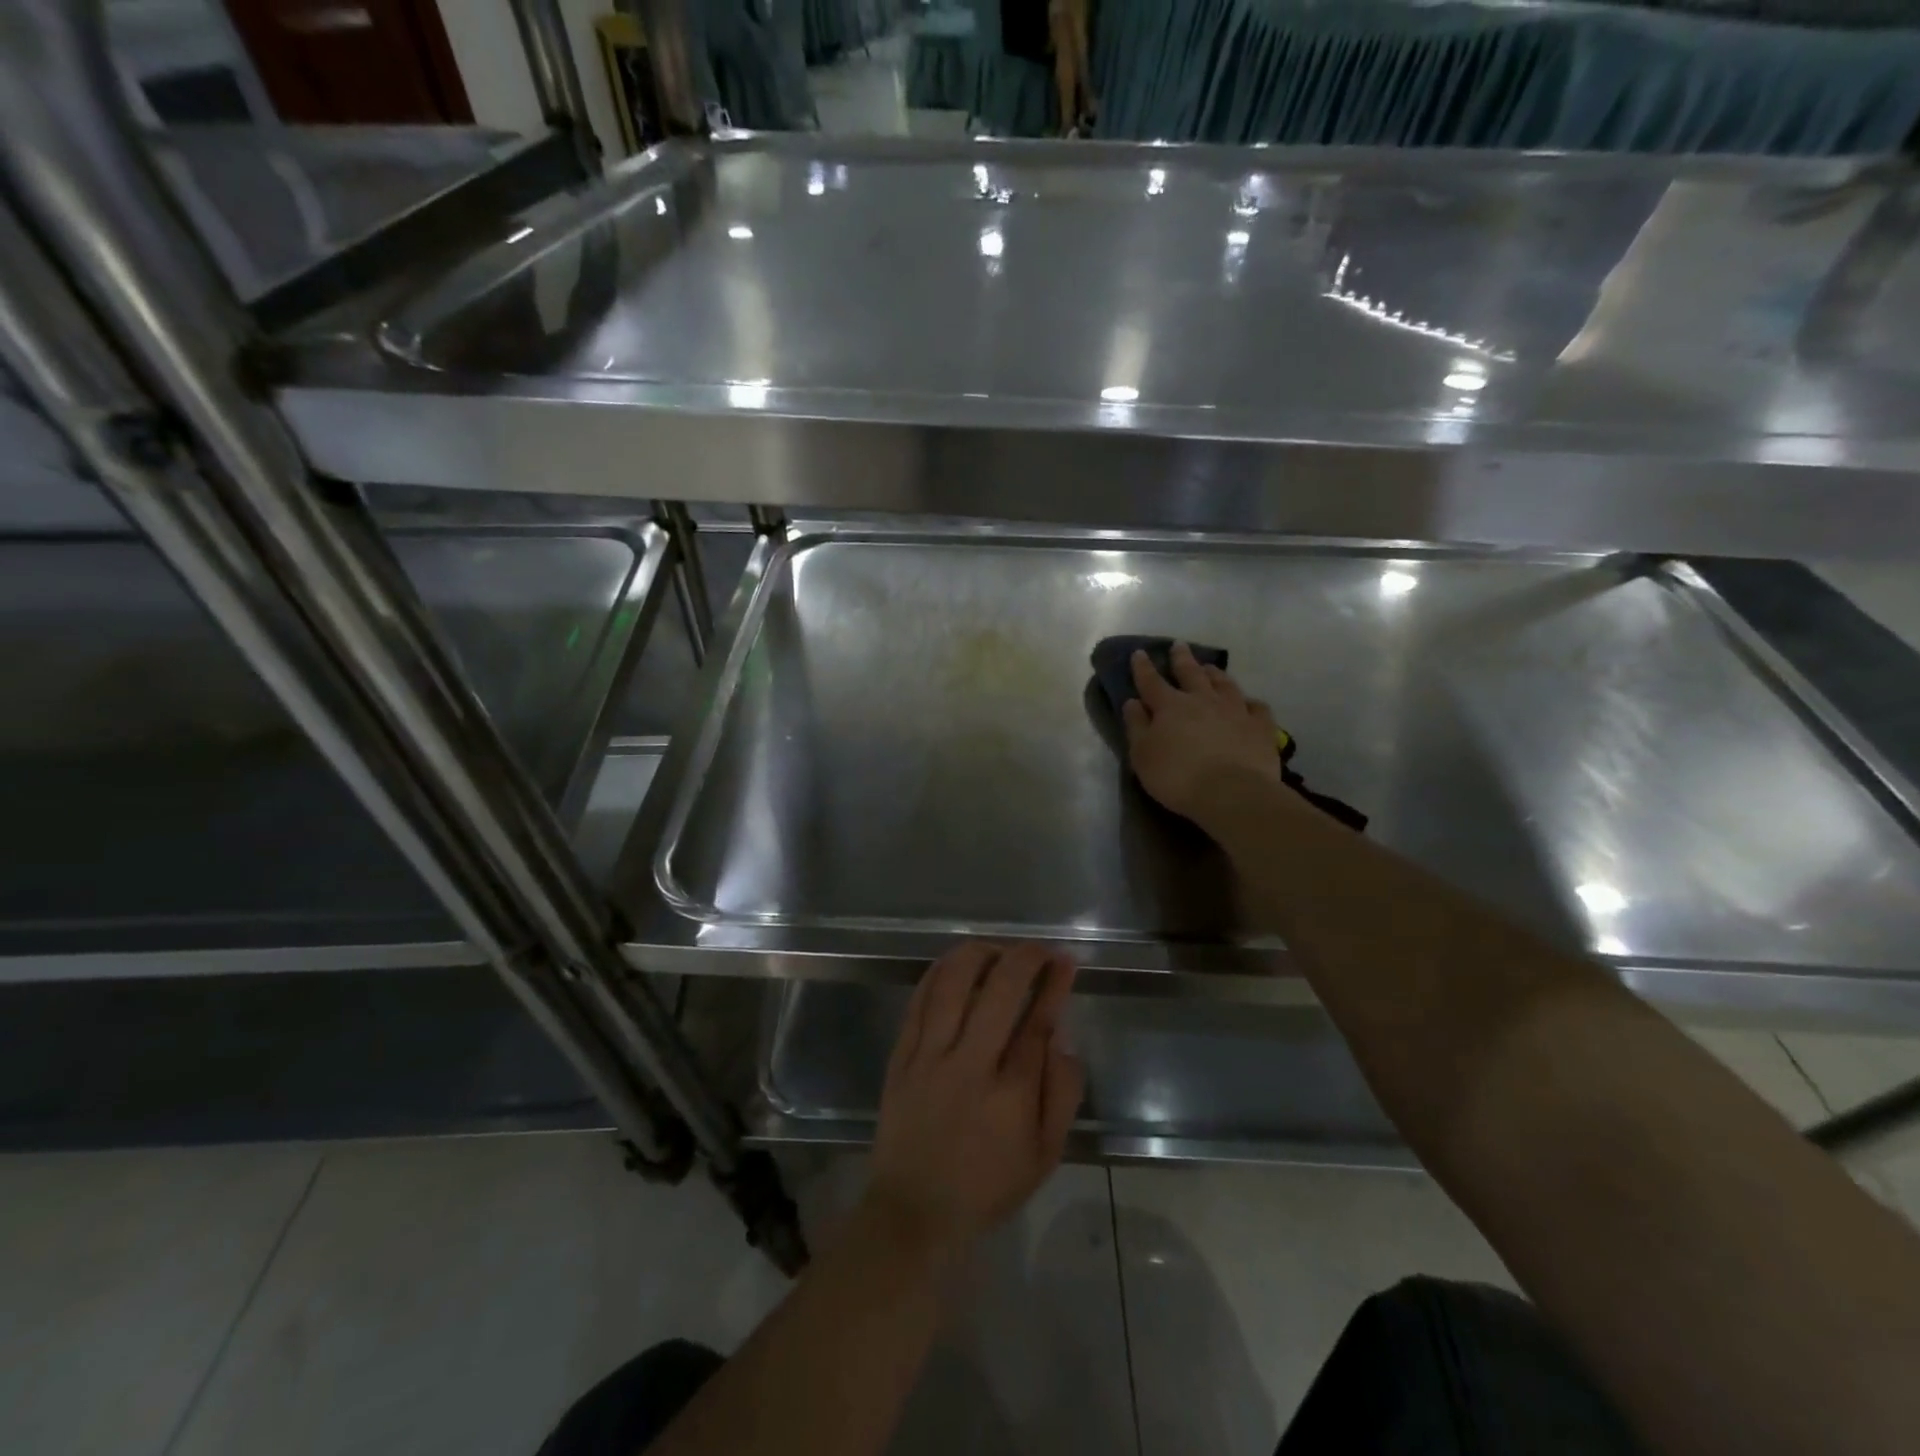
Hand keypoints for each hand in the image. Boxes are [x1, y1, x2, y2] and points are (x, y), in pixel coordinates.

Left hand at [865, 943, 1082, 1259]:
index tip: (1065, 961)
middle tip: (1038, 950)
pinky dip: (939, 972)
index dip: (1055, 983)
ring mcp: (929, 1056)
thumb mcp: (1044, 1155)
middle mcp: (970, 1065)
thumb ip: (1062, 1094)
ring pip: (953, 984)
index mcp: (1011, 1094)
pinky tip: (955, 963)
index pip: (1039, 1021)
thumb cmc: (987, 1185)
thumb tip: (1062, 1038)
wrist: (915, 1210)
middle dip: (1025, 958)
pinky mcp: (901, 1055)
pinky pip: (919, 1000)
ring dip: (979, 954)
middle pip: (1000, 990)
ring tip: (997, 950)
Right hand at [1123, 643, 1282, 822]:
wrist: (1232, 792)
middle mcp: (1203, 700)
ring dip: (1215, 674)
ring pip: (1224, 684)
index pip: (1151, 682)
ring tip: (1211, 668)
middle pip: (1191, 674)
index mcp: (1170, 706)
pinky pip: (1257, 707)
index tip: (1139, 653)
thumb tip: (1132, 702)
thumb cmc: (1178, 776)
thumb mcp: (1142, 755)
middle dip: (1182, 659)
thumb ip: (1137, 726)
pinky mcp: (1260, 727)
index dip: (1143, 667)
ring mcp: (1235, 710)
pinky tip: (1249, 703)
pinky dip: (1251, 703)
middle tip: (1179, 645)